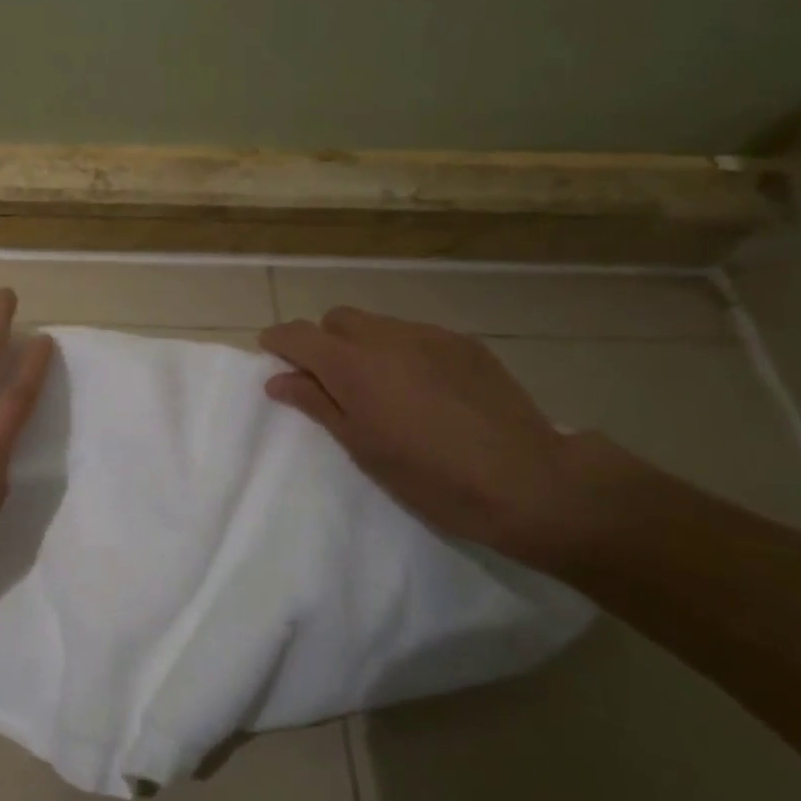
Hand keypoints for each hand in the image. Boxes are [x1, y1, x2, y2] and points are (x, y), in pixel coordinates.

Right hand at [260, 306, 591, 563]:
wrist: (529, 481)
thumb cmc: (430, 476)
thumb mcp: (361, 447)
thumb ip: (316, 404)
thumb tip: (278, 379)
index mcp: (351, 365)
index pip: (297, 334)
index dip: (278, 341)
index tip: (272, 356)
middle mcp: (385, 337)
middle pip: (337, 320)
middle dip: (324, 341)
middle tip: (333, 382)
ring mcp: (429, 336)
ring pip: (378, 324)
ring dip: (364, 345)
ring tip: (383, 386)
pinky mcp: (464, 343)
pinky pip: (416, 335)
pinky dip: (403, 351)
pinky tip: (425, 388)